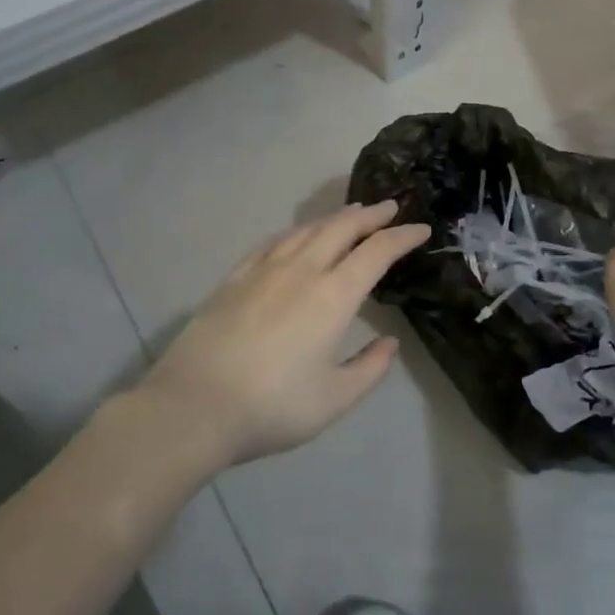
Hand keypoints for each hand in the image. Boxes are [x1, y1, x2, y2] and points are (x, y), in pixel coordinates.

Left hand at [135, 201, 430, 467]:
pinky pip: (273, 243)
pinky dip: (296, 233)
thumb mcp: (335, 399)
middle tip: (390, 207)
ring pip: (306, 230)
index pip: (376, 252)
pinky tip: (297, 237)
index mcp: (333, 296)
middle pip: (341, 228)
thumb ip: (369, 368)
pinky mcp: (234, 278)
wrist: (194, 405)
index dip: (402, 236)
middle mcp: (301, 270)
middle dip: (370, 215)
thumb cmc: (272, 406)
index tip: (421, 228)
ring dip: (335, 218)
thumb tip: (389, 343)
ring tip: (350, 215)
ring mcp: (263, 270)